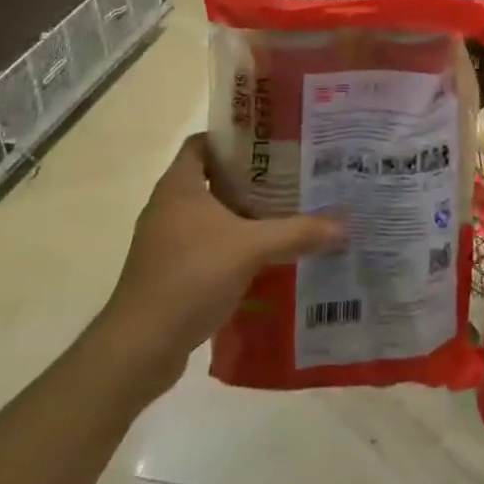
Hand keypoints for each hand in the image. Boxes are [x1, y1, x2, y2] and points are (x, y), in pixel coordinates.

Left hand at [98, 134, 343, 392]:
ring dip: (244, 214)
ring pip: (212, 215)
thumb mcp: (251, 248)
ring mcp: (166, 241)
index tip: (271, 140)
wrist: (140, 346)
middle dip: (250, 177)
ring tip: (288, 211)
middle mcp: (168, 207)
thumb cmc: (190, 277)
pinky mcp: (170, 271)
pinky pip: (208, 245)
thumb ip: (297, 233)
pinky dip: (234, 245)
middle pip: (212, 178)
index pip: (203, 143)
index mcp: (179, 186)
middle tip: (292, 175)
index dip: (234, 137)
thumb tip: (343, 225)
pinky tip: (267, 255)